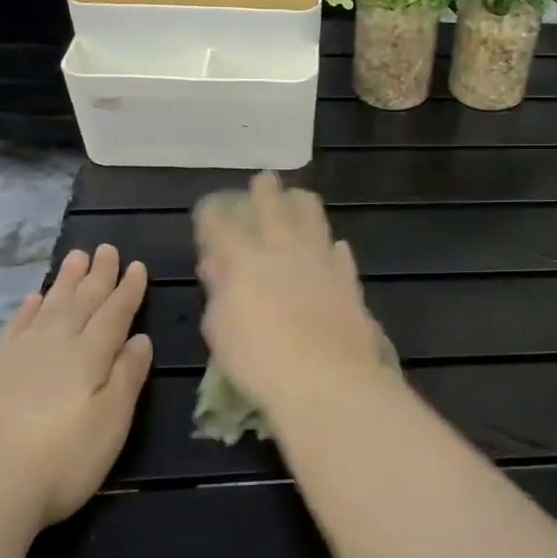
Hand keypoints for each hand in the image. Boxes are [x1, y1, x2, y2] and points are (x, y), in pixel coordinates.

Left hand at [0, 246, 151, 538]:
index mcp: (90, 355)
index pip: (115, 313)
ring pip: (48, 306)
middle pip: (81, 301)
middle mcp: (55, 344)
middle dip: (97, 275)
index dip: (128, 290)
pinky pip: (14, 326)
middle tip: (106, 249)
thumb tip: (140, 338)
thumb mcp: (111, 423)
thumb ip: (128, 376)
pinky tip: (32, 300)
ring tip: (76, 258)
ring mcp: (18, 354)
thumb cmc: (61, 460)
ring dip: (64, 282)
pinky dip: (27, 309)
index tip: (137, 266)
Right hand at [195, 173, 392, 420]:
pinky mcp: (348, 280)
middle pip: (272, 208)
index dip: (212, 215)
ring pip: (313, 218)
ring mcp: (320, 261)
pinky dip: (333, 248)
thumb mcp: (221, 330)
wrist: (326, 378)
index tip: (208, 209)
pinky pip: (340, 253)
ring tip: (300, 197)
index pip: (221, 226)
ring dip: (303, 205)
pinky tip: (334, 247)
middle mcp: (283, 250)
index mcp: (244, 260)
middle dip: (264, 191)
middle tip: (264, 179)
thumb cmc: (259, 360)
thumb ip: (219, 291)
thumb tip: (215, 264)